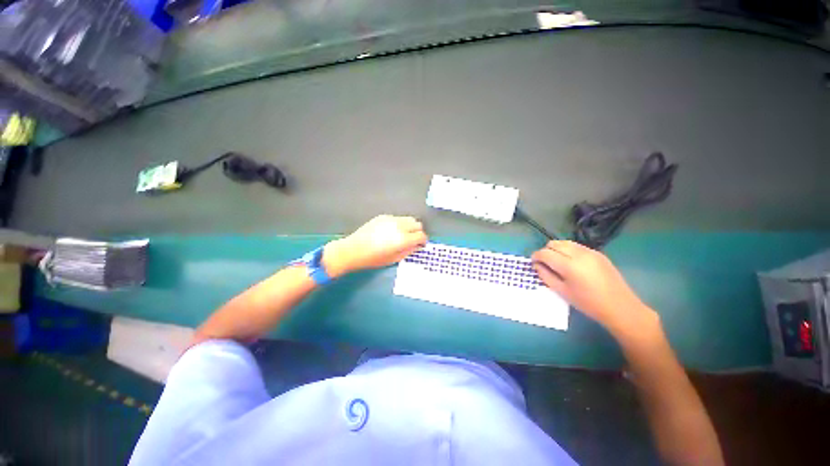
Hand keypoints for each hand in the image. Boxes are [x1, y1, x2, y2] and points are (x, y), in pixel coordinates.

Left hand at [323, 215, 427, 277]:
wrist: (353, 249)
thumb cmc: (373, 258)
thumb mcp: (394, 259)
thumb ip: (409, 251)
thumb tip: (417, 246)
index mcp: (403, 239)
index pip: (421, 235)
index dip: (423, 241)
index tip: (421, 244)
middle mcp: (399, 226)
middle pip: (417, 224)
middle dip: (418, 232)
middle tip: (413, 239)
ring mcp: (391, 219)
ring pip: (408, 219)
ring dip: (410, 226)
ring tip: (403, 235)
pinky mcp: (383, 216)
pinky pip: (397, 218)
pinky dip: (400, 224)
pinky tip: (391, 231)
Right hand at [531, 240, 656, 336]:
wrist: (620, 307)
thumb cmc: (588, 303)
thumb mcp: (562, 291)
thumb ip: (545, 275)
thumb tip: (536, 265)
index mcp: (569, 265)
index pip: (545, 253)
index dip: (536, 256)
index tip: (533, 262)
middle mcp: (579, 254)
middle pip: (554, 243)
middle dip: (545, 251)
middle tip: (545, 263)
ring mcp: (590, 251)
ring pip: (565, 242)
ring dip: (556, 249)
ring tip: (557, 262)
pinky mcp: (598, 253)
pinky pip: (576, 246)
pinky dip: (568, 250)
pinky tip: (572, 263)